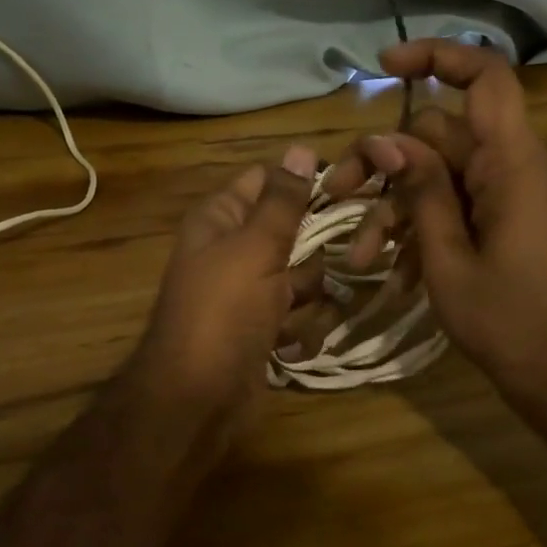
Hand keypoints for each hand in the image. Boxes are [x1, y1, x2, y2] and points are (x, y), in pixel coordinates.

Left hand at [129, 145, 327, 419]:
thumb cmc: (223, 312)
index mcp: (221, 219)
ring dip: (309, 297)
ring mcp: (248, 292)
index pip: (266, 180)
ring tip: (296, 313)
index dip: (304, 181)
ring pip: (302, 277)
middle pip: (291, 231)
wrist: (197, 399)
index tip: (349, 188)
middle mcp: (233, 249)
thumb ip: (283, 201)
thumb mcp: (255, 248)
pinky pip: (298, 317)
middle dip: (314, 250)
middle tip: (344, 257)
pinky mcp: (263, 330)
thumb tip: (301, 148)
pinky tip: (288, 345)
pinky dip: (299, 330)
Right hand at [324, 41, 546, 411]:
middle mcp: (521, 166)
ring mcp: (520, 194)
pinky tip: (394, 271)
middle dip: (386, 165)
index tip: (384, 67)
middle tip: (339, 196)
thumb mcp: (448, 260)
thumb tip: (387, 140)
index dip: (437, 56)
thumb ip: (420, 193)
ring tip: (359, 257)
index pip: (486, 78)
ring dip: (399, 207)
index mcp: (515, 165)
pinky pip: (464, 203)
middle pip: (442, 136)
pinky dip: (428, 226)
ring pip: (445, 174)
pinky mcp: (517, 220)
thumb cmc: (512, 324)